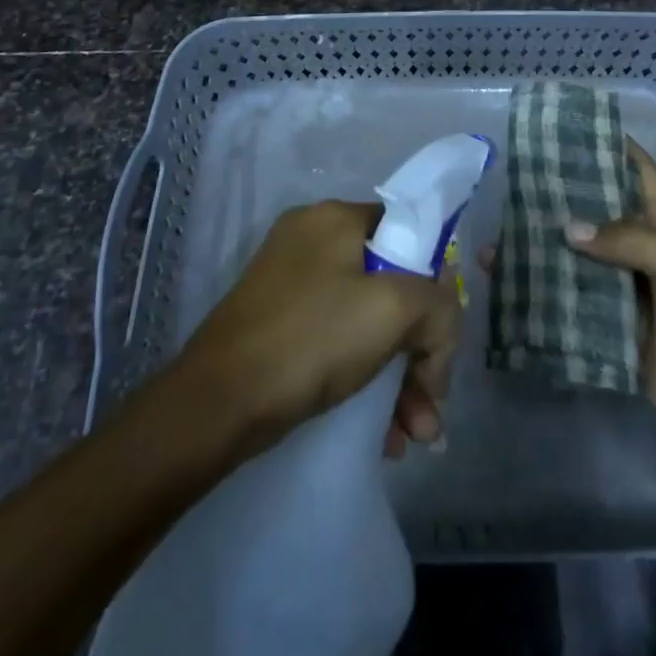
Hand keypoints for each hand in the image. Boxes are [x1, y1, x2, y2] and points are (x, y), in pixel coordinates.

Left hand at [173, 199, 461, 462]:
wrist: (214, 404)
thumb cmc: (311, 339)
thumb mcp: (392, 311)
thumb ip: (437, 305)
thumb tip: (440, 325)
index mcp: (336, 218)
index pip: (408, 236)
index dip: (435, 286)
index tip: (441, 341)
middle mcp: (313, 241)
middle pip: (390, 287)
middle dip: (419, 352)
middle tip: (431, 406)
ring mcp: (291, 284)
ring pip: (366, 323)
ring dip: (398, 379)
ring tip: (414, 437)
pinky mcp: (277, 325)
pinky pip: (337, 344)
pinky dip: (363, 382)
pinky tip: (383, 436)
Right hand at [549, 137, 655, 530]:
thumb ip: (634, 243)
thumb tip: (568, 226)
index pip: (638, 175)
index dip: (608, 148)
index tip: (564, 129)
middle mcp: (647, 257)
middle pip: (601, 219)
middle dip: (564, 200)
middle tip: (514, 182)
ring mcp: (632, 300)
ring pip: (584, 265)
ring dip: (550, 252)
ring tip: (502, 235)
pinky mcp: (620, 341)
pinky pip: (579, 314)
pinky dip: (551, 302)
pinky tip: (515, 291)